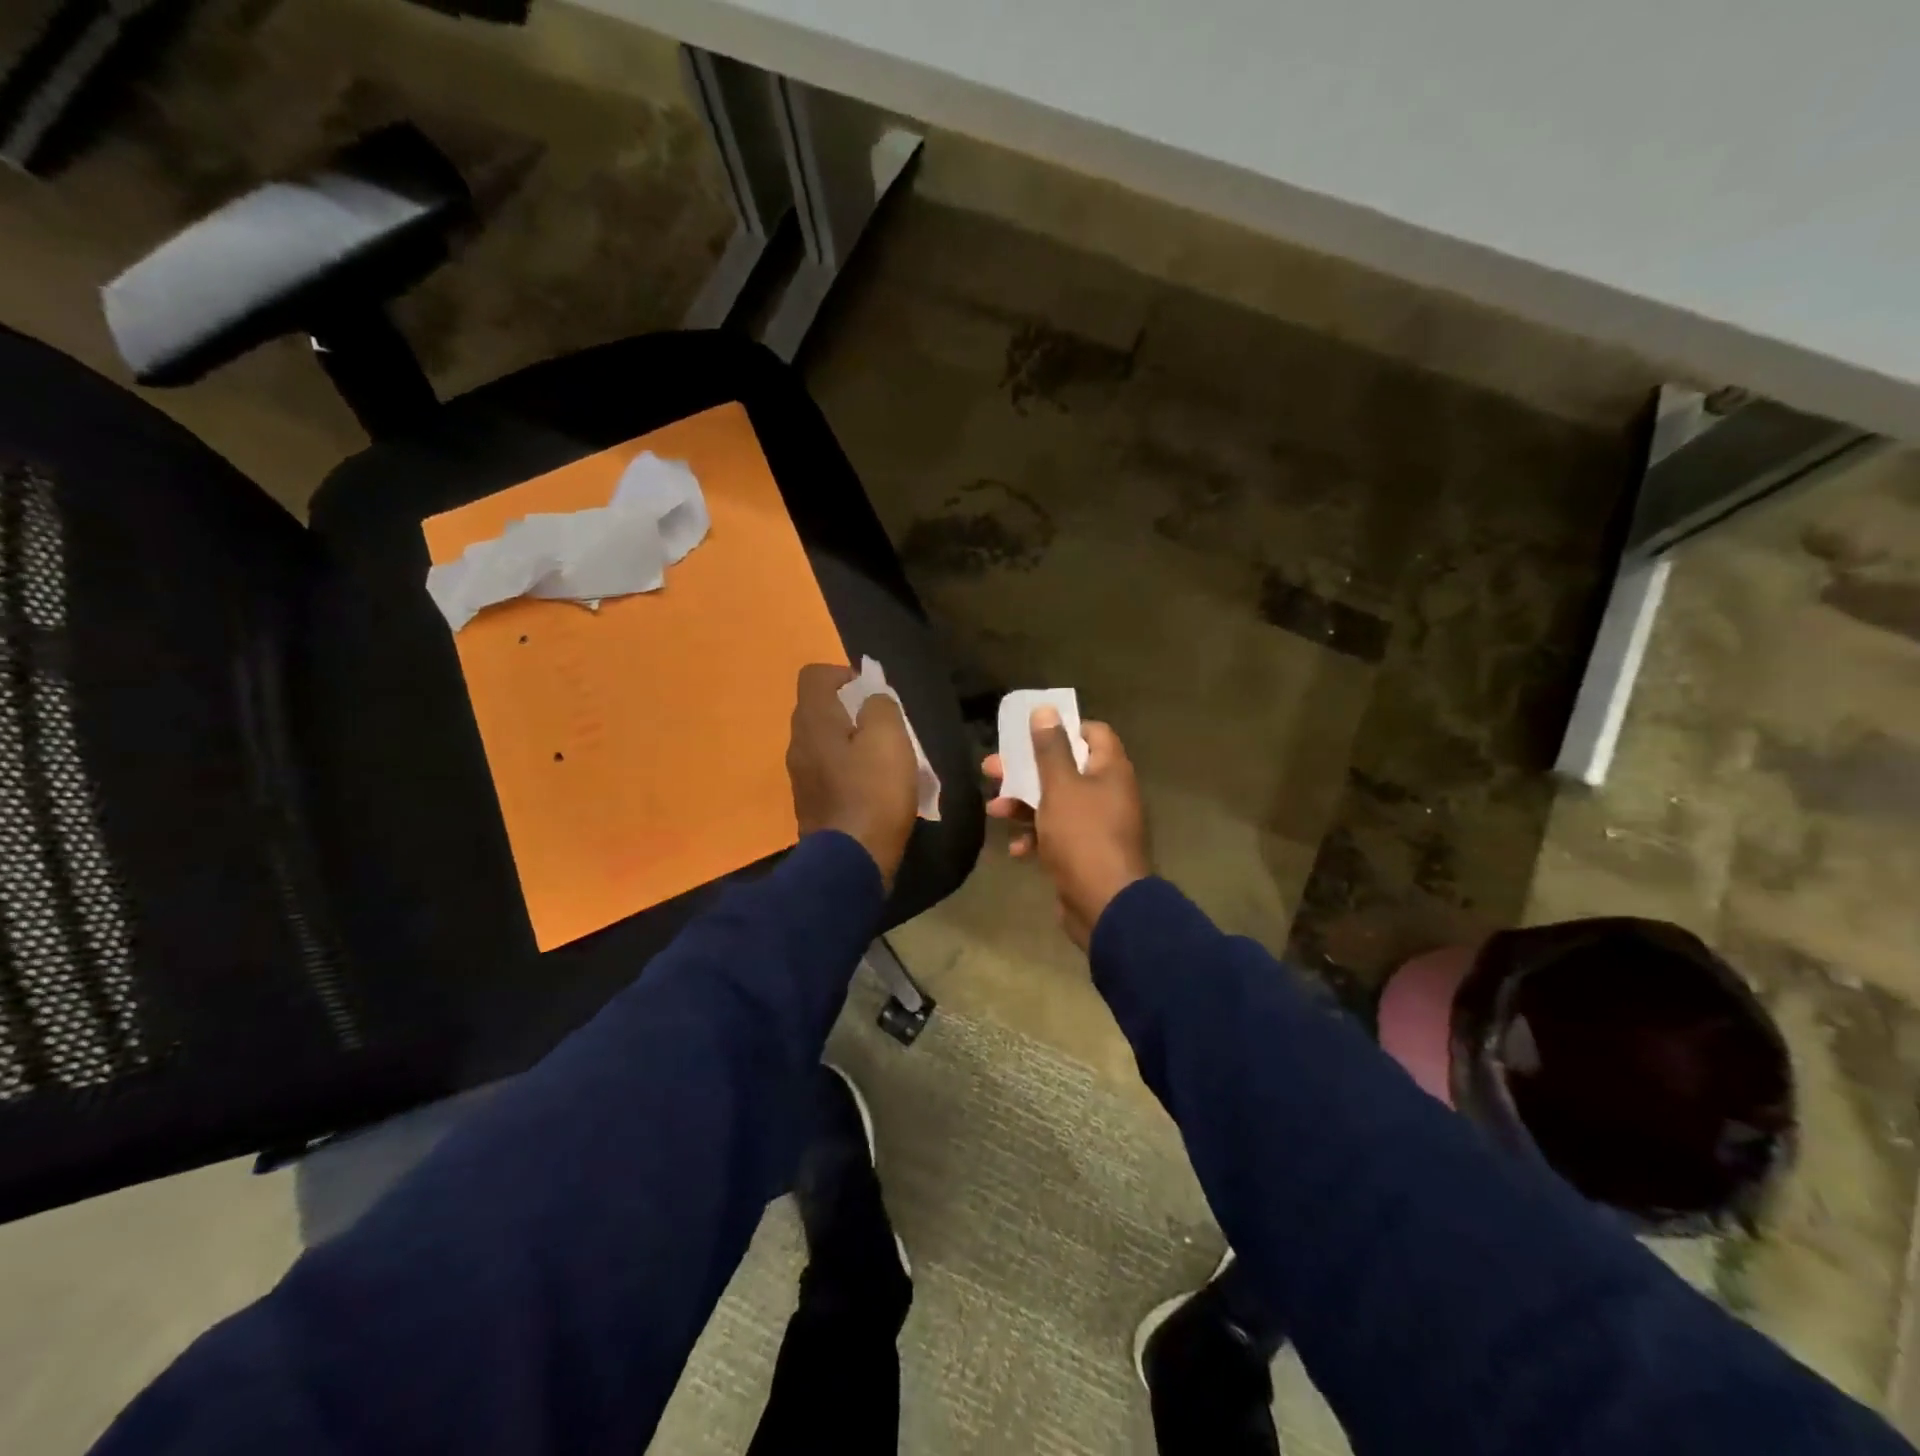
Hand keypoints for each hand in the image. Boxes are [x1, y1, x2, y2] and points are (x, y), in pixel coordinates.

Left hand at [787, 663, 918, 889]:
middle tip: (884, 728)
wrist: (851, 861)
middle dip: (852, 711)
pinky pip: (827, 772)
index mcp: (813, 721)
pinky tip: (872, 790)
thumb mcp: (890, 738)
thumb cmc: (874, 792)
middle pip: (819, 710)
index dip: (844, 674)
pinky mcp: (810, 804)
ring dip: (851, 743)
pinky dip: (847, 771)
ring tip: (882, 761)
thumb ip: (881, 706)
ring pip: (824, 743)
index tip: (873, 694)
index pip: (815, 675)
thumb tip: (872, 700)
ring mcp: (800, 777)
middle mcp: (797, 744)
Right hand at [984, 707, 1149, 948]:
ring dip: (1024, 805)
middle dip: (1026, 771)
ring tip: (994, 810)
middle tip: (992, 770)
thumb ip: (1050, 749)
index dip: (1063, 729)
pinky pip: (1057, 836)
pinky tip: (1017, 849)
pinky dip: (1036, 838)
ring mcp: (1097, 826)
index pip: (1093, 733)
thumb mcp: (1060, 787)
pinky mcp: (1084, 854)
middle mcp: (1108, 794)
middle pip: (1065, 769)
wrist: (1104, 905)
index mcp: (1111, 771)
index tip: (1031, 733)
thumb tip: (1045, 710)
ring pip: (1056, 804)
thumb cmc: (1083, 836)